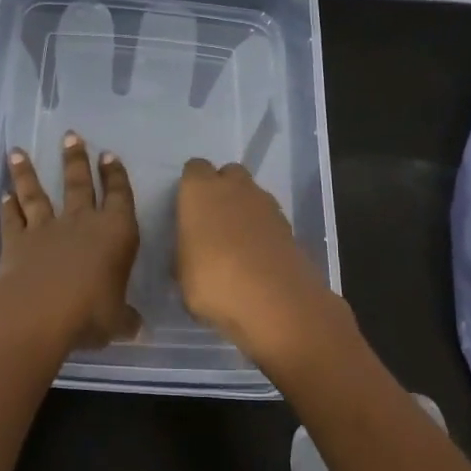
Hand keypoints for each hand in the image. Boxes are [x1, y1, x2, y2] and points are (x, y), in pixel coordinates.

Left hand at [0, 132, 139, 356]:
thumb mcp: (117, 322)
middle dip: (76, 159)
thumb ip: (126, 320)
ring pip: (37, 194)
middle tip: (70, 136)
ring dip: (28, 173)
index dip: (115, 176)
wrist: (37, 312)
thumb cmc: (89, 313)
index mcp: (115, 233)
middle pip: (78, 184)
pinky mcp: (16, 242)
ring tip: (18, 151)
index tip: (110, 156)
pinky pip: (12, 219)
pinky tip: (4, 196)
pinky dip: (8, 207)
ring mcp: (45, 229)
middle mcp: (81, 222)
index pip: (119, 196)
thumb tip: (139, 330)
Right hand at [175, 158, 335, 363]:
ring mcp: (266, 204)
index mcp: (200, 190)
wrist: (275, 301)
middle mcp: (234, 186)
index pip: (193, 169)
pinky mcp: (289, 225)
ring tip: (236, 245)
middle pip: (228, 174)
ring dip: (244, 211)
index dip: (190, 188)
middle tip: (212, 223)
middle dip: (221, 191)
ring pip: (252, 195)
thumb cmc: (214, 282)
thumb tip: (190, 253)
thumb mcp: (181, 275)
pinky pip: (269, 219)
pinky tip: (257, 258)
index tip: (187, 211)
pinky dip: (262, 231)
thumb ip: (184, 254)